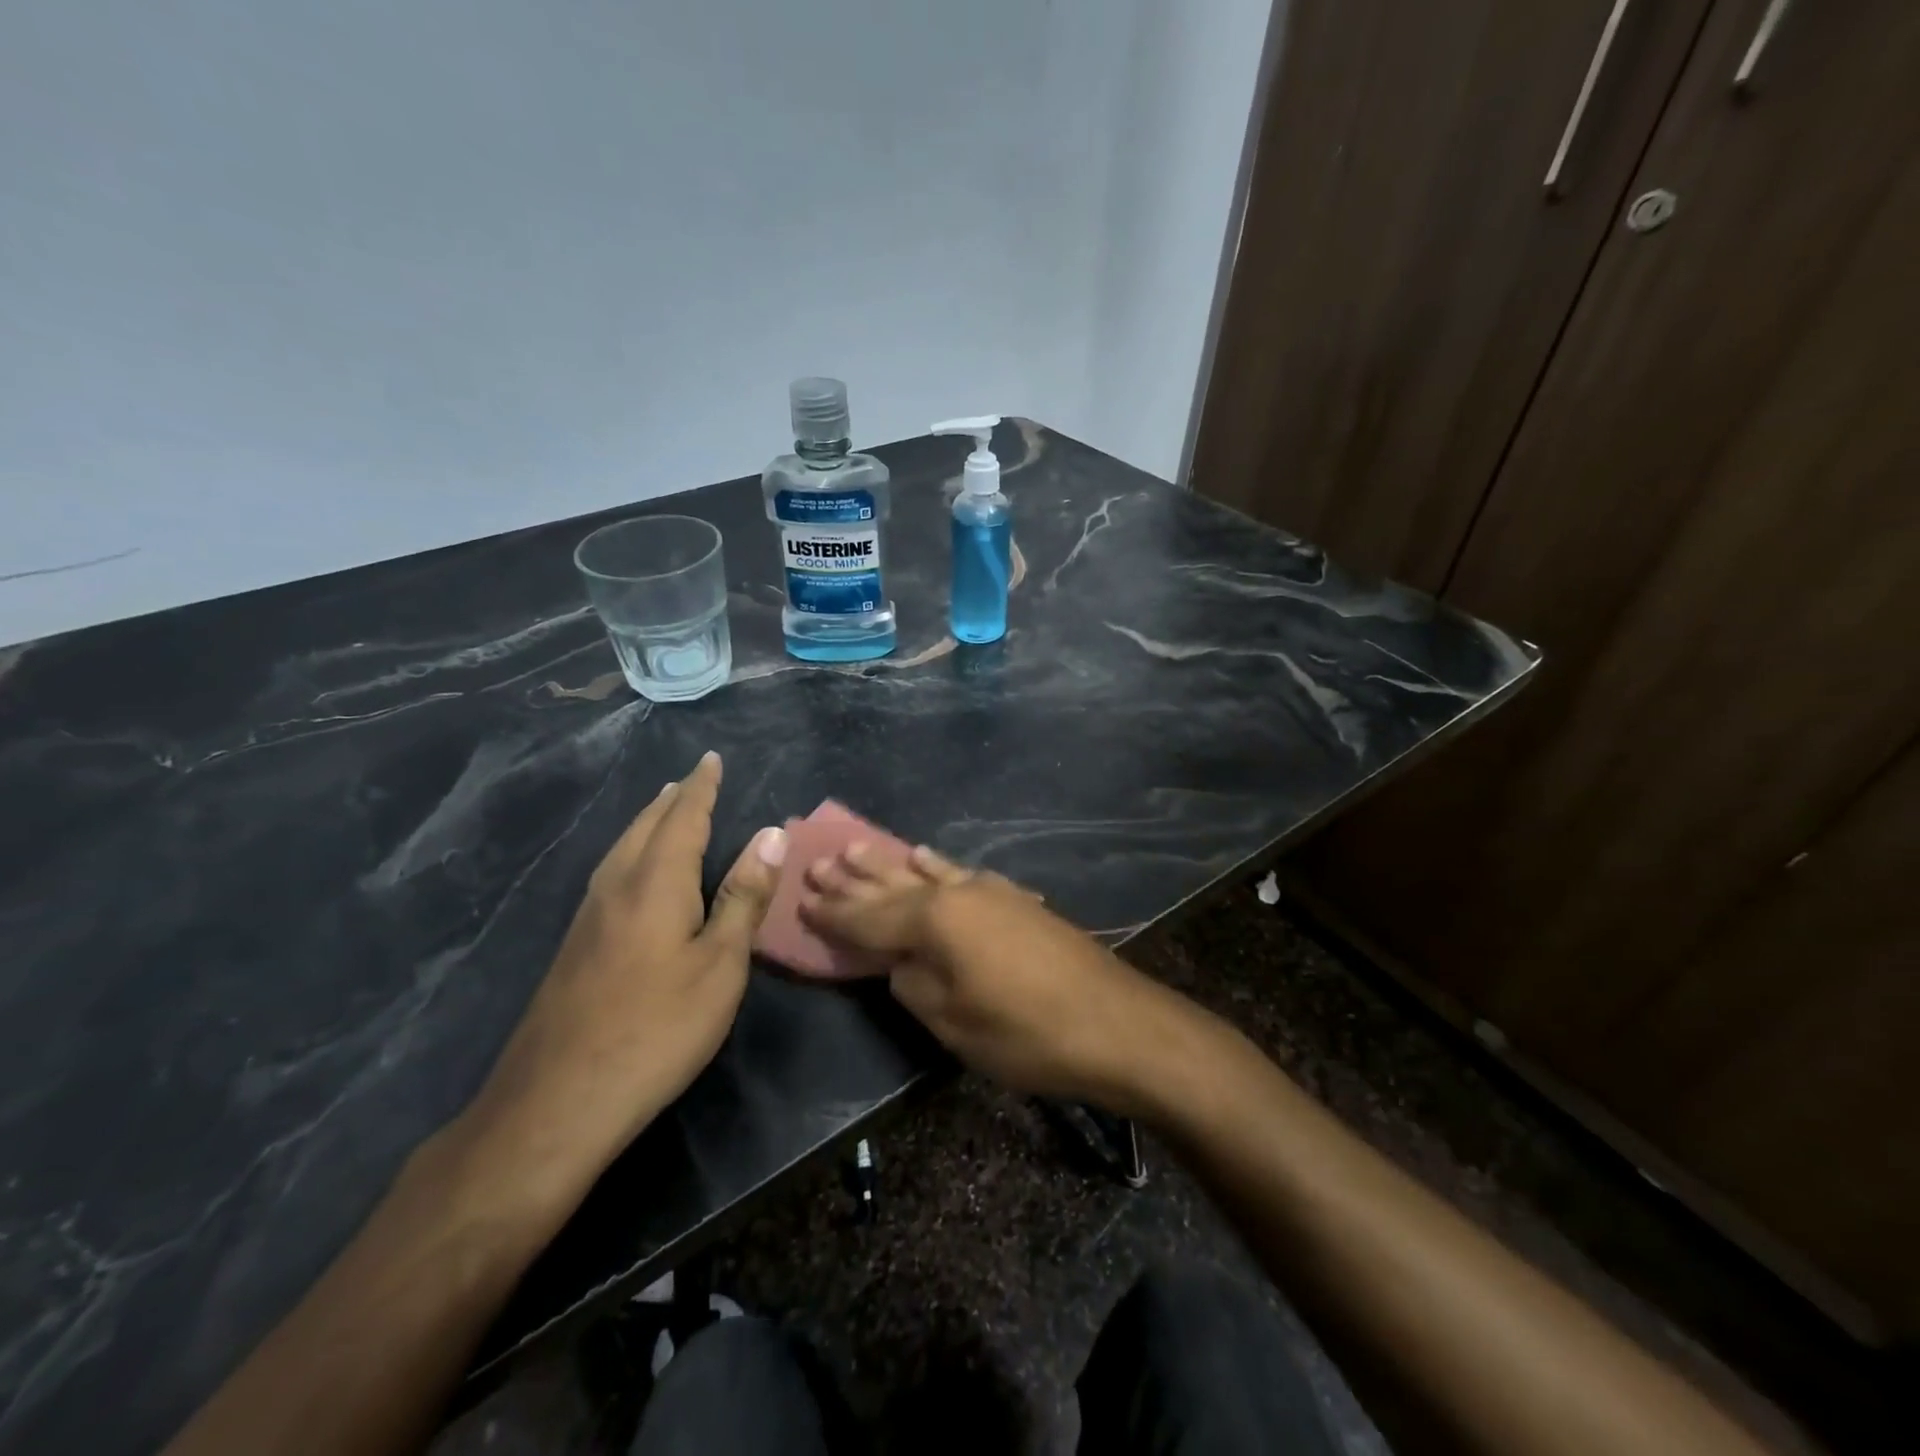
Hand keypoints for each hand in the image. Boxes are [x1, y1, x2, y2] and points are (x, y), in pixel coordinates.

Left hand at [460, 751, 786, 1194]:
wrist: (557, 1102)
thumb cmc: (657, 1028)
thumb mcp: (720, 964)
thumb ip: (743, 897)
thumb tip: (772, 833)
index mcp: (655, 882)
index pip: (683, 817)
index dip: (701, 787)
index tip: (711, 759)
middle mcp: (617, 886)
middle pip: (645, 827)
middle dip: (671, 799)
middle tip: (690, 778)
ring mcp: (588, 917)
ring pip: (621, 849)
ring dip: (647, 822)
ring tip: (663, 809)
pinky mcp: (575, 946)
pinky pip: (610, 873)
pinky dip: (632, 851)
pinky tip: (633, 872)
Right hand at [799, 844, 1185, 1110]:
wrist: (1115, 1023)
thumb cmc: (1024, 1032)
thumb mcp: (952, 1020)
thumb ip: (913, 983)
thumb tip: (899, 961)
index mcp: (934, 920)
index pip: (868, 916)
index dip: (833, 912)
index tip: (800, 898)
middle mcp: (957, 893)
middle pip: (894, 884)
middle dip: (855, 876)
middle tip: (819, 858)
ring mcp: (990, 891)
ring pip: (927, 872)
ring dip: (891, 862)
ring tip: (859, 845)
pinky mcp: (1016, 900)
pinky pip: (962, 875)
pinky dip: (939, 867)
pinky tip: (927, 856)